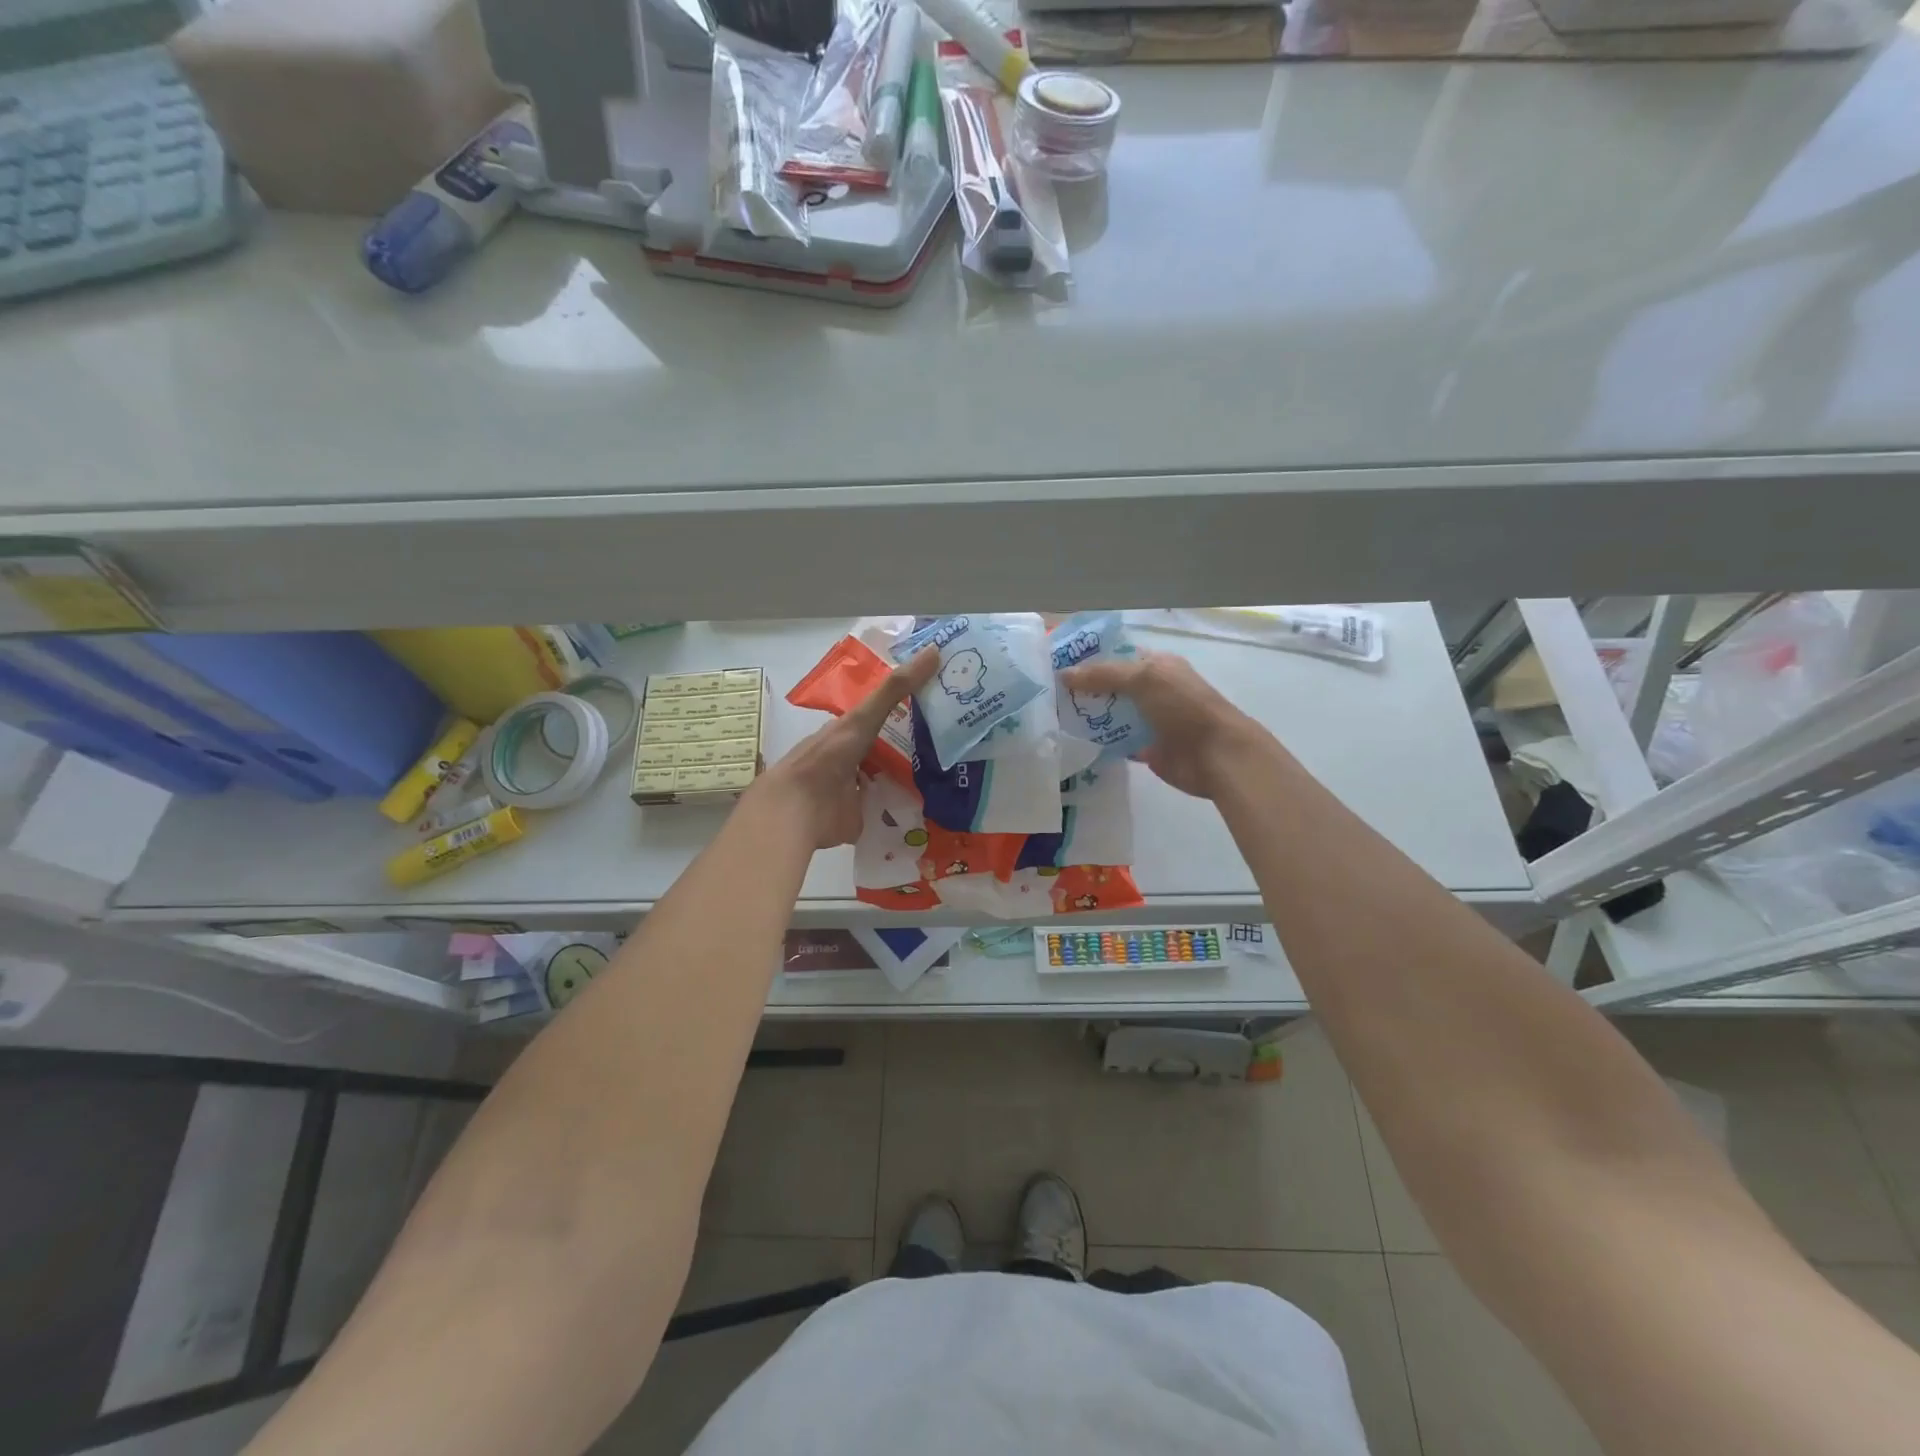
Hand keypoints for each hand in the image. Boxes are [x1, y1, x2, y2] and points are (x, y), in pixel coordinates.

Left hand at [755, 646, 939, 848]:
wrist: (800, 808)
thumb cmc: (829, 756)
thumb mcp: (865, 717)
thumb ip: (896, 689)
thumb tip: (934, 651)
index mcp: (847, 732)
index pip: (879, 718)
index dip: (904, 711)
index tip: (936, 706)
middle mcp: (851, 759)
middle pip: (886, 749)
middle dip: (912, 747)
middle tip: (950, 741)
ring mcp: (855, 790)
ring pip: (888, 779)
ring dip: (910, 778)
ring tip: (948, 773)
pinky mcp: (861, 817)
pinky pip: (888, 810)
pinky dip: (905, 807)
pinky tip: (930, 804)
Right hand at [1060, 651, 1269, 799]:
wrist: (1216, 756)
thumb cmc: (1184, 708)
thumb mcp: (1144, 679)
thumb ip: (1103, 675)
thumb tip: (1064, 675)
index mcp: (1157, 665)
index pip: (1116, 656)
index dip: (1088, 659)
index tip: (1054, 664)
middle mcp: (1152, 690)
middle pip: (1110, 686)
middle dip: (1082, 689)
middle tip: (1047, 694)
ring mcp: (1149, 720)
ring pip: (1111, 713)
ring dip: (1088, 715)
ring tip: (1053, 717)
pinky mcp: (1146, 747)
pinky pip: (1117, 740)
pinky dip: (1099, 741)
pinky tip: (1074, 741)